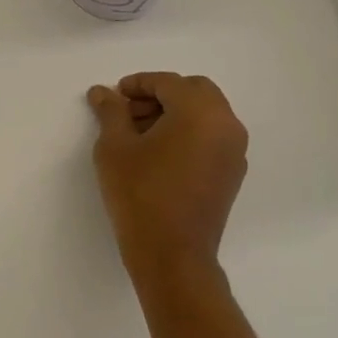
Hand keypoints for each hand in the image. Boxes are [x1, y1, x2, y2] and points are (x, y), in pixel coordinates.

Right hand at [87, 72, 249, 281]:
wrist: (172, 255)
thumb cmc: (140, 194)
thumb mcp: (114, 148)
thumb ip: (111, 112)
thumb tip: (103, 92)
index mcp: (200, 112)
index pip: (168, 82)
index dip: (138, 84)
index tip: (114, 96)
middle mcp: (226, 125)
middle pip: (194, 91)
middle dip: (160, 95)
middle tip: (128, 112)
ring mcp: (234, 151)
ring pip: (206, 114)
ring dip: (175, 113)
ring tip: (139, 134)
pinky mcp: (232, 174)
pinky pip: (212, 137)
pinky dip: (189, 133)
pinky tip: (159, 153)